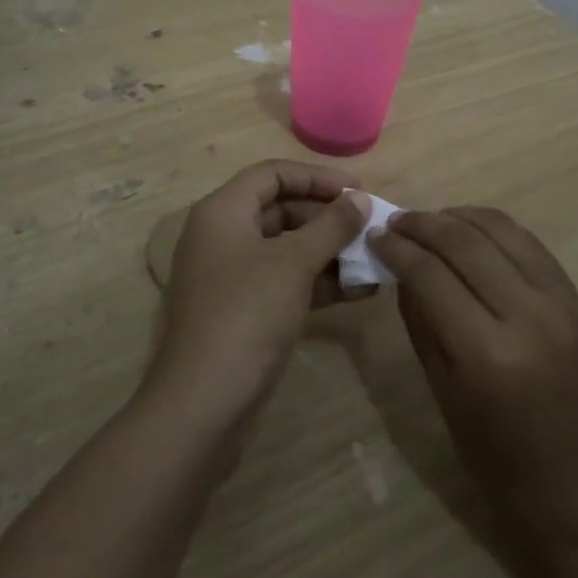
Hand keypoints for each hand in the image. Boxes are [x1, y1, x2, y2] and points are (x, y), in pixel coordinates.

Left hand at [146, 160, 371, 424]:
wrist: (204, 403)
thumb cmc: (247, 314)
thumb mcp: (293, 263)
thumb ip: (330, 226)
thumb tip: (361, 199)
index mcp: (223, 211)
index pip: (272, 174)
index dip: (316, 177)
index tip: (358, 191)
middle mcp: (223, 236)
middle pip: (280, 208)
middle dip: (327, 217)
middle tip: (370, 227)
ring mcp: (232, 275)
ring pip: (286, 248)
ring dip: (329, 251)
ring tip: (374, 259)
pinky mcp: (244, 310)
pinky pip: (285, 281)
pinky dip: (319, 282)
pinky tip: (360, 290)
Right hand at [372, 207, 577, 564]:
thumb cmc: (502, 466)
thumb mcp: (445, 397)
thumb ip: (420, 324)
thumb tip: (400, 269)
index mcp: (487, 354)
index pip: (430, 275)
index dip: (397, 248)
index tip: (375, 236)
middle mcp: (528, 317)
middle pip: (464, 241)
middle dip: (423, 224)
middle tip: (396, 222)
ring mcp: (561, 304)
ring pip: (501, 230)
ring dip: (458, 216)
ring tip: (431, 222)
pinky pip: (530, 244)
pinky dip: (495, 229)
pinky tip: (472, 233)